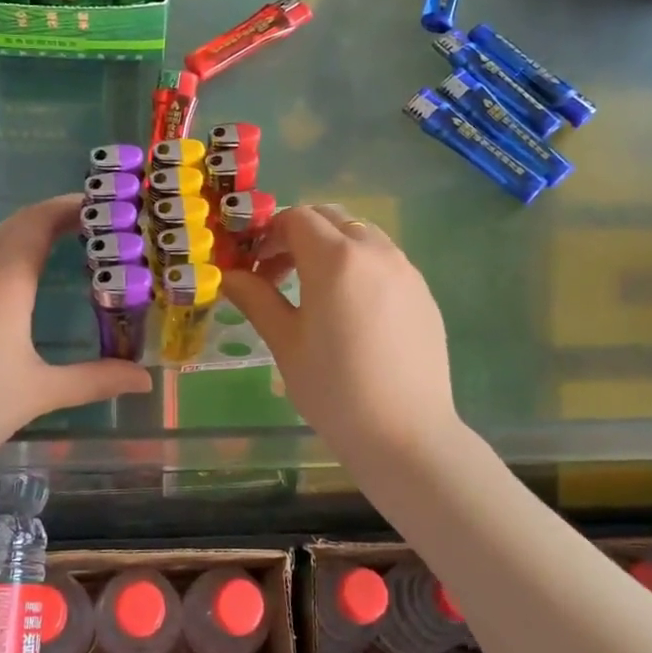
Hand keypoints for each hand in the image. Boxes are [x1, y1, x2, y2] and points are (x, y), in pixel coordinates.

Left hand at [0, 195, 150, 471]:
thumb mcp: (40, 393)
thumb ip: (95, 380)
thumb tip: (145, 380)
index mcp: (3, 283)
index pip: (38, 223)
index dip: (68, 207)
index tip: (99, 204)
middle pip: (13, 224)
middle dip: (50, 215)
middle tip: (86, 222)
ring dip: (21, 231)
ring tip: (52, 243)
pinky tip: (5, 280)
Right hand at [221, 204, 461, 463]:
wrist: (406, 435)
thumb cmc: (334, 390)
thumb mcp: (285, 343)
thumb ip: (255, 298)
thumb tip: (228, 275)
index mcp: (335, 259)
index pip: (296, 218)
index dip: (268, 234)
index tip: (255, 265)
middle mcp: (374, 251)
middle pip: (330, 217)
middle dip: (298, 235)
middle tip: (279, 274)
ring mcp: (405, 269)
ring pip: (360, 234)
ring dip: (331, 246)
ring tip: (315, 290)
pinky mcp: (423, 291)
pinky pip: (384, 258)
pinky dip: (359, 264)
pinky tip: (351, 309)